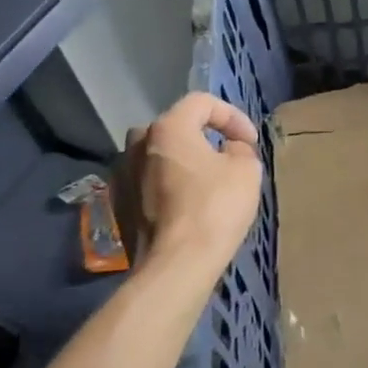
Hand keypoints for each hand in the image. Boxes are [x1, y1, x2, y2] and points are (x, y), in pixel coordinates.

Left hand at [123, 93, 262, 279]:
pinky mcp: (118, 205)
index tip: (250, 142)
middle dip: (203, 136)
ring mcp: (122, 175)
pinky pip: (147, 182)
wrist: (175, 265)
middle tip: (226, 156)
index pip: (202, 102)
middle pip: (175, 126)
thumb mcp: (247, 169)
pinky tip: (185, 205)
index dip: (232, 116)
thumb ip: (239, 148)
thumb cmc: (215, 208)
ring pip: (158, 155)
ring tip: (205, 181)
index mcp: (168, 127)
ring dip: (182, 161)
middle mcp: (137, 144)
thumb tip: (228, 149)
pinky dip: (166, 185)